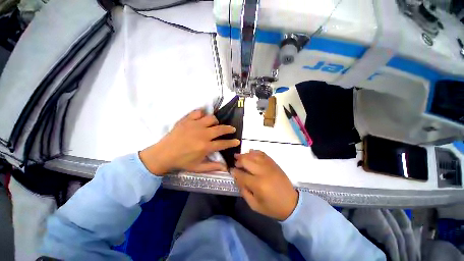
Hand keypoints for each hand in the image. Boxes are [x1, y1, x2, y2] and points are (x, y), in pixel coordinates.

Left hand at [139, 109, 239, 175]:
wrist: (163, 154)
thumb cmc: (182, 161)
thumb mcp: (198, 167)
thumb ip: (212, 167)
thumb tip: (226, 168)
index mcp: (205, 147)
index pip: (223, 144)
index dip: (232, 142)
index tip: (237, 141)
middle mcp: (202, 134)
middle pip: (220, 129)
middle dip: (229, 129)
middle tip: (232, 129)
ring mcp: (194, 125)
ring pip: (211, 118)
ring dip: (215, 121)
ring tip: (215, 125)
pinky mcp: (187, 120)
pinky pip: (198, 112)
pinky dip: (202, 114)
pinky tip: (202, 118)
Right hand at [231, 150, 297, 220]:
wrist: (292, 203)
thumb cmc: (272, 207)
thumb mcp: (254, 205)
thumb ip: (244, 191)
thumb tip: (237, 178)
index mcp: (258, 184)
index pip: (241, 174)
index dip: (234, 171)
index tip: (230, 170)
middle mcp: (263, 172)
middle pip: (246, 161)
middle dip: (238, 161)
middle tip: (235, 162)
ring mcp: (269, 166)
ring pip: (254, 155)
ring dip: (245, 155)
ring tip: (239, 156)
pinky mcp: (274, 163)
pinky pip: (262, 154)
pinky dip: (255, 152)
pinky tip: (250, 152)